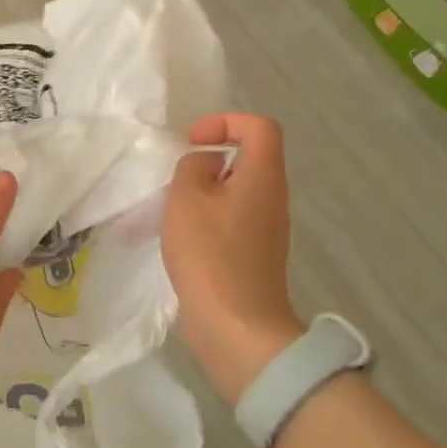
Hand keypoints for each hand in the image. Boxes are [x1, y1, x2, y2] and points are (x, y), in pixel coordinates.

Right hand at [163, 112, 301, 403]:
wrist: (236, 326)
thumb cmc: (210, 254)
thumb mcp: (186, 198)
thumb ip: (192, 167)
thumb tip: (207, 166)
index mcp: (263, 176)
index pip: (259, 127)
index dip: (226, 121)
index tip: (193, 142)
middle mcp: (273, 198)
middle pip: (248, 159)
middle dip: (209, 161)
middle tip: (177, 180)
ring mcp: (267, 229)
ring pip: (236, 191)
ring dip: (204, 192)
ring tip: (173, 212)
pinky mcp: (255, 254)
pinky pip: (233, 219)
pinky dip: (208, 218)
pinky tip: (182, 240)